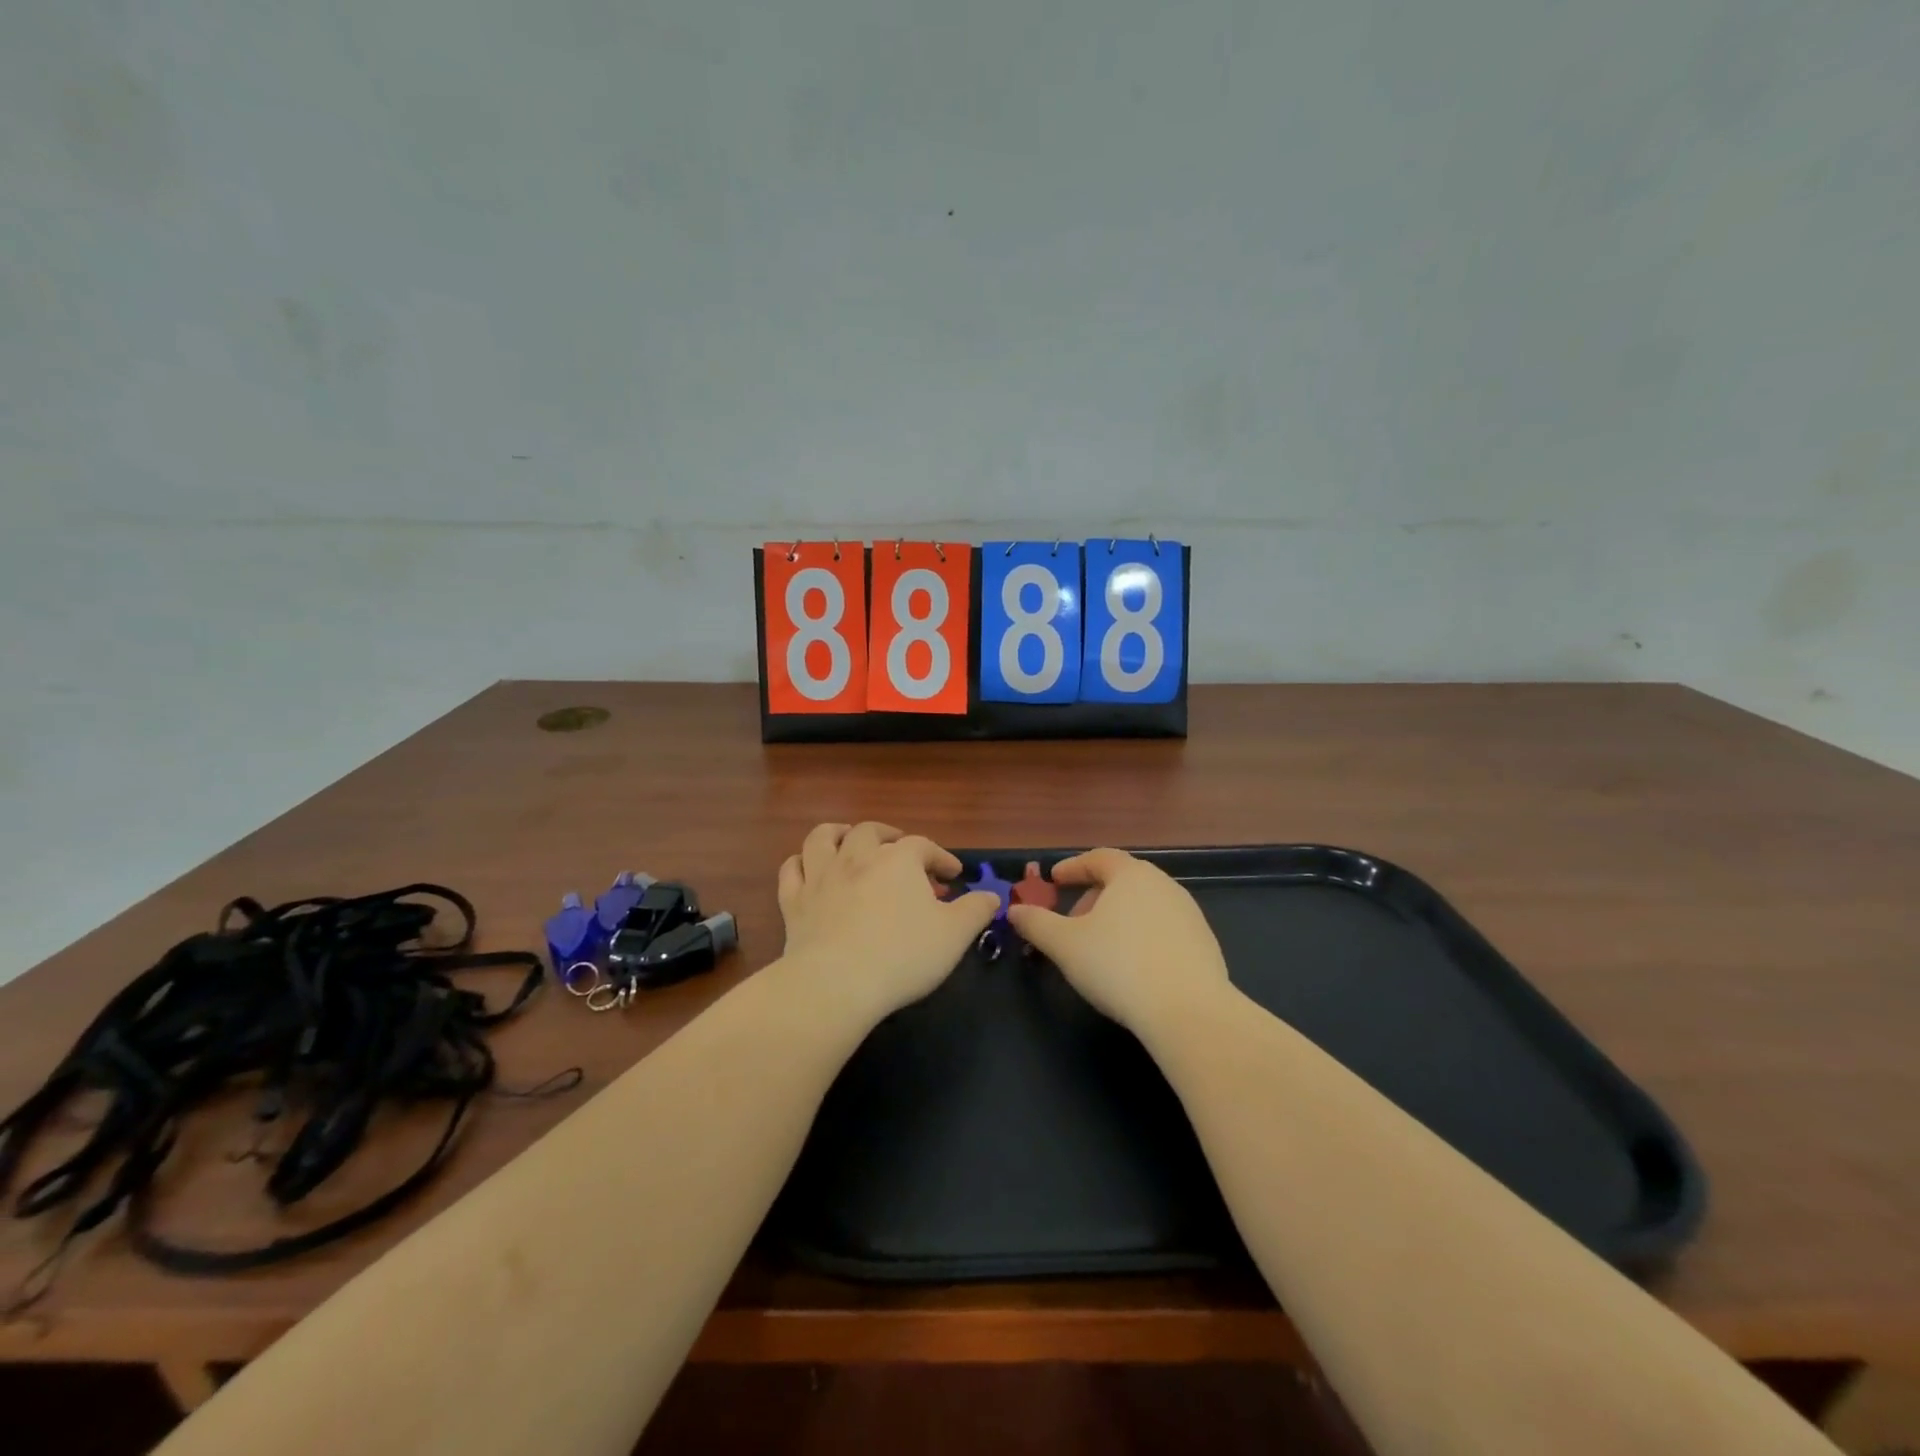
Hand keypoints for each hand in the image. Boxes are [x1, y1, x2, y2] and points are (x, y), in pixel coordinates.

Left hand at [777, 823, 1000, 1022]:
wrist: (837, 983)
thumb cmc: (903, 955)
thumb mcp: (955, 935)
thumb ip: (976, 910)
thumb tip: (992, 896)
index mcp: (898, 860)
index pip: (924, 846)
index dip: (941, 858)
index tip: (954, 876)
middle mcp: (857, 857)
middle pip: (871, 831)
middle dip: (889, 837)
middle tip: (900, 852)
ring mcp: (821, 877)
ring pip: (823, 838)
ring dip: (837, 834)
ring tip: (848, 840)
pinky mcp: (794, 902)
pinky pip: (791, 870)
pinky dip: (800, 864)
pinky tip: (808, 870)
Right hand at [1006, 848, 1230, 1035]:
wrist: (1189, 1012)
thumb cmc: (1118, 966)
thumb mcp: (1064, 945)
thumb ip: (1036, 923)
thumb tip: (1014, 911)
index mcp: (1131, 875)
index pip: (1099, 858)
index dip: (1073, 867)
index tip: (1054, 880)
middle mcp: (1164, 885)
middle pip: (1122, 881)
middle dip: (1093, 897)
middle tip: (1073, 921)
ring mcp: (1189, 914)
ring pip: (1144, 906)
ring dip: (1118, 918)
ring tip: (1100, 947)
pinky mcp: (1204, 944)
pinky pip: (1163, 930)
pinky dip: (1142, 937)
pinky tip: (1132, 967)